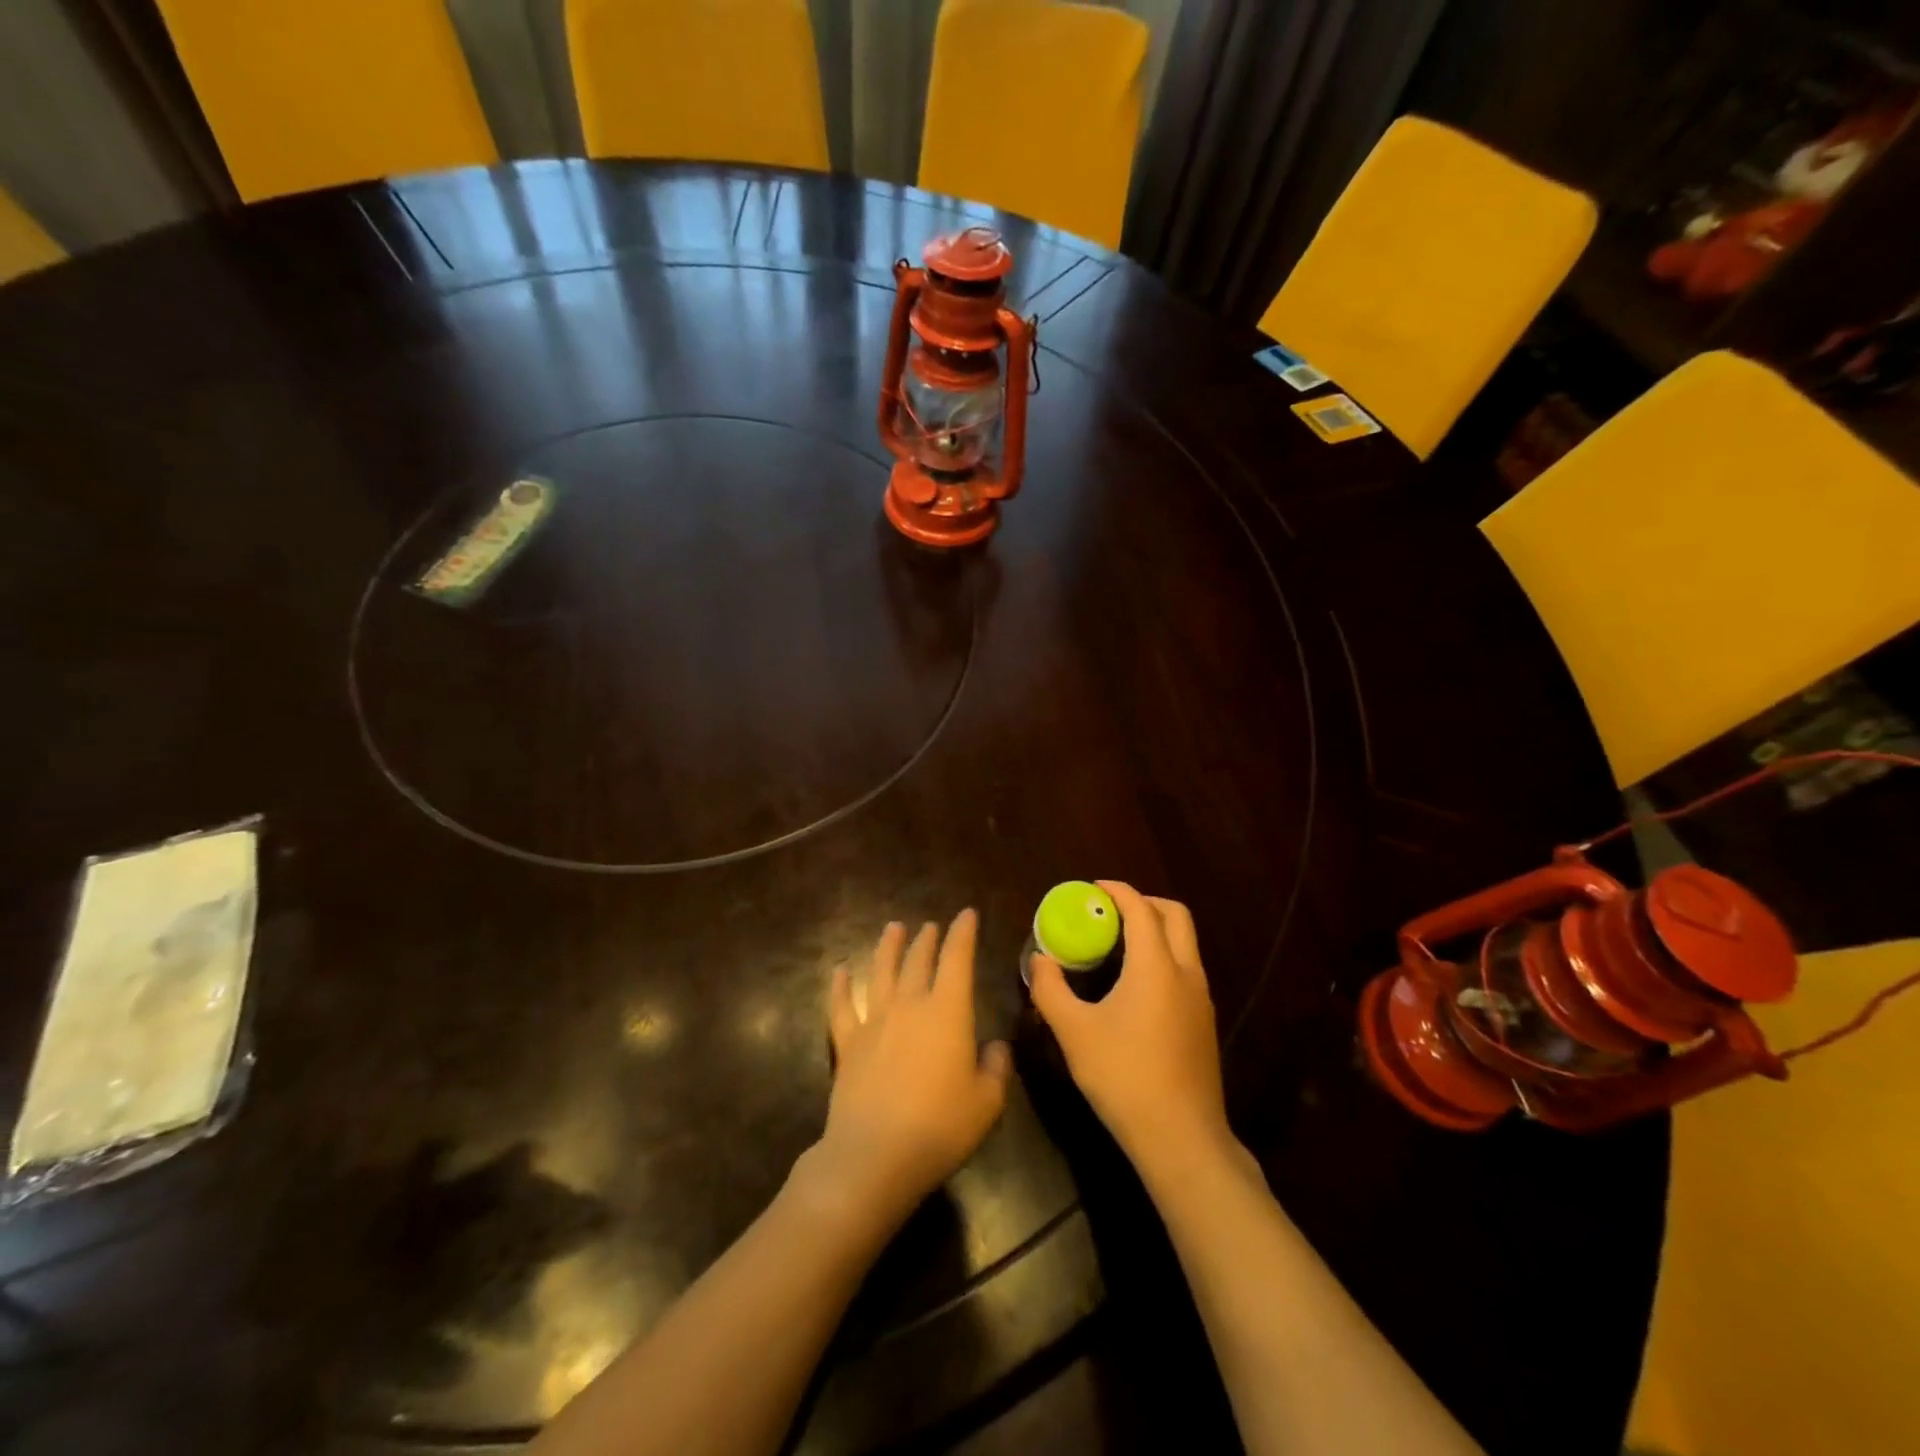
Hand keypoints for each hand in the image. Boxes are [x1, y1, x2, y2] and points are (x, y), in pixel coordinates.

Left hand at [809, 912, 1010, 1231]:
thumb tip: (996, 1047)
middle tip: (930, 925)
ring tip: (893, 928)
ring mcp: (874, 1022)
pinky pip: (842, 1007)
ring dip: (888, 948)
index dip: (963, 933)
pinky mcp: (847, 1045)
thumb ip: (996, 1068)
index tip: (967, 914)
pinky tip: (840, 971)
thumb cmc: (940, 1127)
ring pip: (881, 972)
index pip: (957, 959)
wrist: (875, 1155)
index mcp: (948, 1012)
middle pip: (917, 961)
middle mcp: (909, 1006)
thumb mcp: (987, 1103)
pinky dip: (840, 986)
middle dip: (927, 940)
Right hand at [1029, 882, 1231, 1180]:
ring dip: (1156, 930)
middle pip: (1175, 915)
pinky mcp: (1204, 1022)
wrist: (1180, 1137)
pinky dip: (1163, 956)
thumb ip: (1050, 989)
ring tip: (1118, 944)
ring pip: (1185, 943)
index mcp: (1156, 965)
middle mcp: (1186, 972)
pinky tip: (1135, 985)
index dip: (1117, 891)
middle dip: (1144, 902)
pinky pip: (1186, 969)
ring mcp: (1201, 998)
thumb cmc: (1123, 1076)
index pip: (1140, 908)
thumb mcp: (1074, 1032)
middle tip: (1110, 911)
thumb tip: (1039, 960)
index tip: (1092, 888)